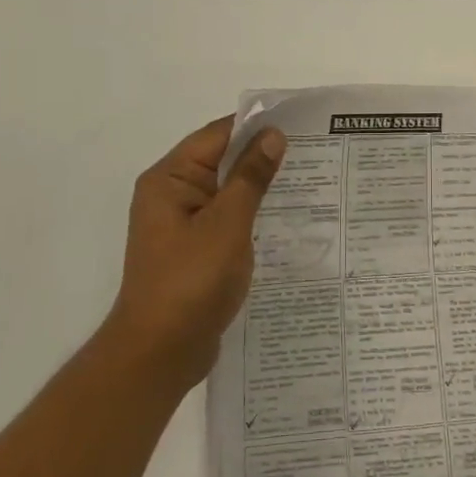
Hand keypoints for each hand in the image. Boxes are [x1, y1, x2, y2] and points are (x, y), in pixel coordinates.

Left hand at [105, 115, 285, 392]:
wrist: (160, 351)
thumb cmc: (191, 281)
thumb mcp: (227, 224)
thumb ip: (250, 177)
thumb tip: (272, 135)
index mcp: (169, 179)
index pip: (216, 135)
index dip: (256, 127)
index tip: (300, 124)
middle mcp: (171, 195)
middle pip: (221, 161)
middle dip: (263, 157)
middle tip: (315, 153)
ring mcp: (182, 225)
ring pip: (227, 193)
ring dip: (260, 188)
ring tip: (310, 182)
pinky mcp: (195, 251)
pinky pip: (227, 220)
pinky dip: (253, 216)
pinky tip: (287, 220)